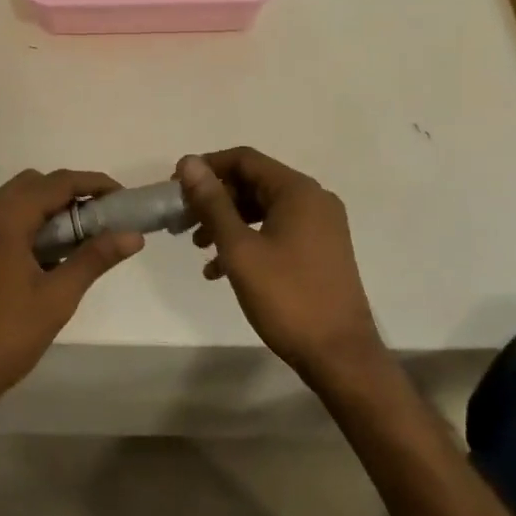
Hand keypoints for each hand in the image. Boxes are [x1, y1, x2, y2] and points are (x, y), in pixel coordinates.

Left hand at [0, 169, 143, 421]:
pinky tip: (40, 260)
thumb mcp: (57, 298)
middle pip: (31, 185)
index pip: (55, 183)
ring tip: (74, 241)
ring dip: (45, 211)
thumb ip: (94, 259)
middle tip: (98, 220)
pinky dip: (23, 226)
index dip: (93, 183)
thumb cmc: (5, 338)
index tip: (121, 197)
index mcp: (3, 221)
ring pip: (12, 203)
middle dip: (68, 194)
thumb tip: (133, 236)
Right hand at [175, 149, 386, 387]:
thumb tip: (188, 163)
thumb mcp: (240, 249)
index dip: (207, 168)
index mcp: (298, 191)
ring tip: (198, 247)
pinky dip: (249, 240)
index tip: (176, 188)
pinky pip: (277, 230)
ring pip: (263, 209)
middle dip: (215, 199)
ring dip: (228, 222)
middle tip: (183, 221)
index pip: (244, 159)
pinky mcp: (321, 250)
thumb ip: (213, 203)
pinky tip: (221, 270)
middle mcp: (314, 199)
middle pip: (254, 183)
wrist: (340, 355)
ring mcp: (321, 226)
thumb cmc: (287, 298)